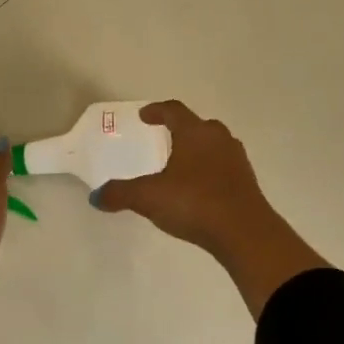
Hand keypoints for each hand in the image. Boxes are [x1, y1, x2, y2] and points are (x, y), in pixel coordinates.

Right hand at [94, 101, 325, 318]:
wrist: (245, 233)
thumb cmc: (194, 203)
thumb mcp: (149, 198)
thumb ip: (121, 193)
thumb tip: (96, 196)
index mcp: (195, 133)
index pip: (174, 111)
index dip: (157, 111)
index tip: (145, 115)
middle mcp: (218, 139)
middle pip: (198, 125)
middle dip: (181, 130)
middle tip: (164, 138)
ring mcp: (237, 160)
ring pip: (214, 146)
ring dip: (198, 150)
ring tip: (181, 165)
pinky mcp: (247, 182)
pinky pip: (224, 167)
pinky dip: (209, 171)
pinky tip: (199, 189)